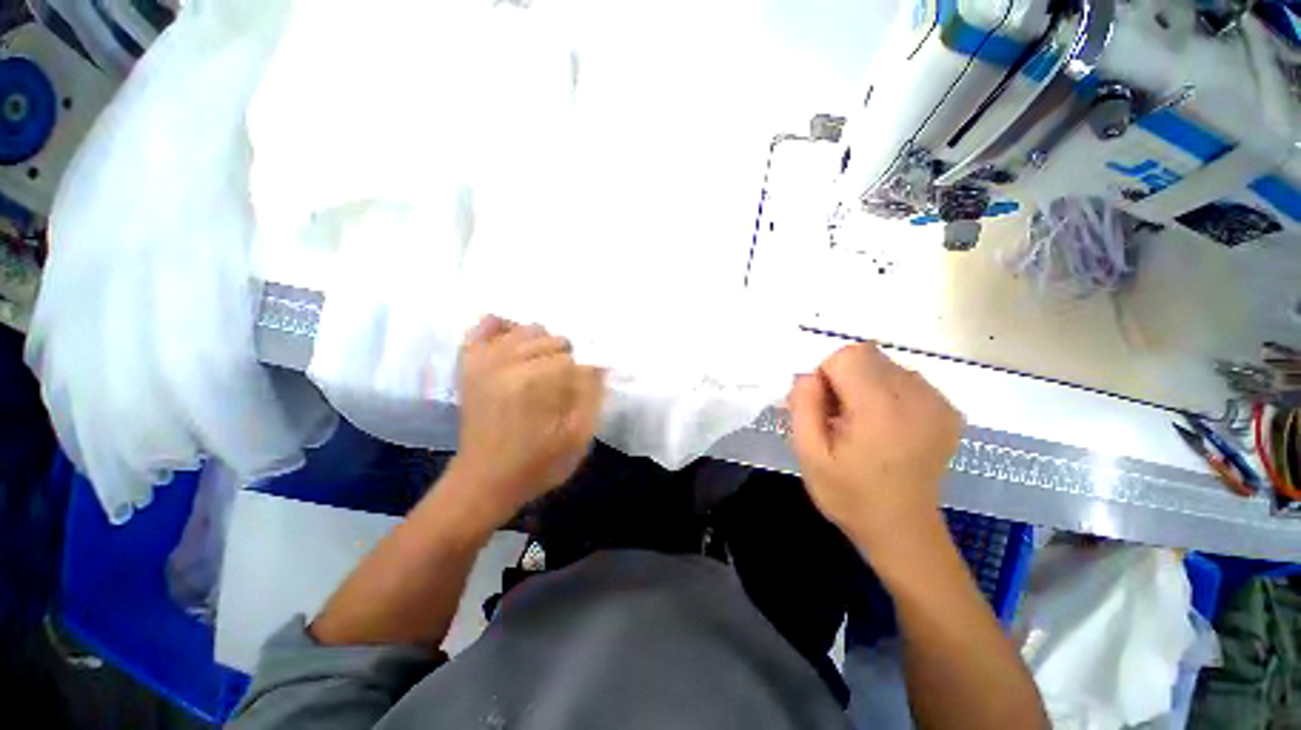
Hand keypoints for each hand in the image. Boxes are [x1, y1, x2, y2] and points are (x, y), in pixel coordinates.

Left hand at [444, 316, 603, 527]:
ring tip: (545, 368)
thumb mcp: (578, 437)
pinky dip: (503, 327)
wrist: (484, 481)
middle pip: (554, 339)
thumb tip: (599, 365)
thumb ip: (592, 395)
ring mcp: (485, 360)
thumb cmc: (537, 464)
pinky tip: (515, 343)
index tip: (586, 388)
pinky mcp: (470, 364)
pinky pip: (485, 327)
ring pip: (528, 329)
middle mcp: (508, 361)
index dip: (587, 373)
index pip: (576, 358)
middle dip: (568, 359)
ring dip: (544, 344)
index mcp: (536, 380)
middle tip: (565, 384)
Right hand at [789, 342, 962, 560]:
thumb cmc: (849, 494)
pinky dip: (888, 393)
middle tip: (840, 417)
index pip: (848, 355)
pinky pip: (906, 379)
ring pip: (885, 365)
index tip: (824, 407)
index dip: (826, 375)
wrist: (902, 529)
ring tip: (863, 423)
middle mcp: (916, 396)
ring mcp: (938, 402)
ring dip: (866, 384)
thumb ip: (803, 405)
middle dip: (844, 378)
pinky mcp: (948, 410)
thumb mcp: (808, 453)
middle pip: (867, 355)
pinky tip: (886, 426)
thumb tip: (809, 375)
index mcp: (880, 408)